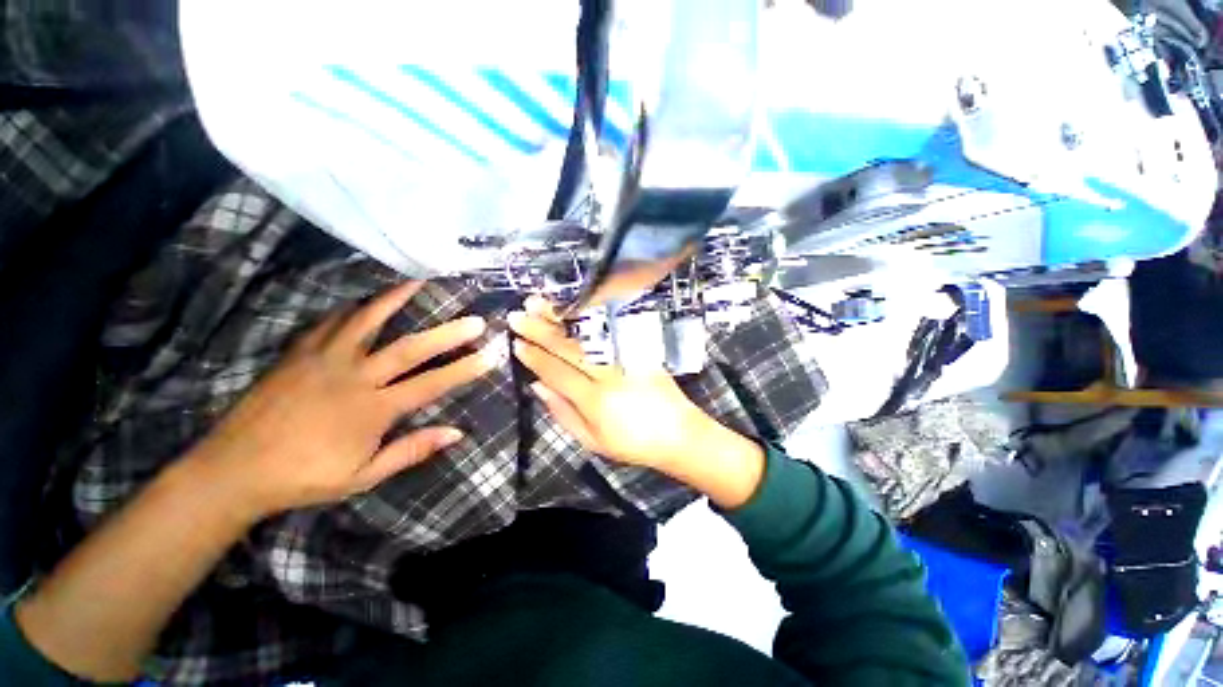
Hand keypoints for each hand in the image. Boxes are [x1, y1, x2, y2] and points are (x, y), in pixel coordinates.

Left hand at [190, 282, 496, 519]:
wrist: (233, 470)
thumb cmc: (305, 477)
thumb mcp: (364, 477)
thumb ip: (411, 451)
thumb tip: (458, 433)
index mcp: (373, 410)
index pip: (431, 384)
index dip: (464, 369)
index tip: (490, 355)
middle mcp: (354, 378)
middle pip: (410, 349)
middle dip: (448, 333)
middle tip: (475, 319)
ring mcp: (324, 360)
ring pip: (367, 322)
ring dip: (397, 300)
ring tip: (421, 283)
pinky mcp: (299, 354)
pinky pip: (330, 323)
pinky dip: (352, 309)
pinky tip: (365, 299)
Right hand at [509, 297, 765, 507]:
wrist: (679, 433)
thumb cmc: (633, 443)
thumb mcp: (592, 441)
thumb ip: (563, 413)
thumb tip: (537, 387)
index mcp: (594, 400)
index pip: (556, 371)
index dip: (534, 356)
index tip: (516, 343)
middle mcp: (608, 374)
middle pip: (568, 348)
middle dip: (540, 330)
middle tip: (518, 315)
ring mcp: (625, 358)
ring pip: (586, 334)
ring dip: (560, 317)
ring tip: (539, 303)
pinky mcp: (639, 350)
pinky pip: (608, 329)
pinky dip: (588, 316)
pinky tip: (574, 306)